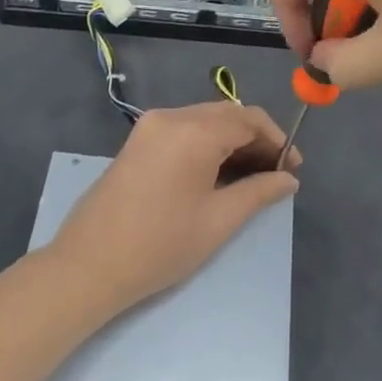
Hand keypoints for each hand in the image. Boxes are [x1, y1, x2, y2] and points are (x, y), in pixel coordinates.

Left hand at [47, 103, 300, 317]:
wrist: (88, 266)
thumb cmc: (160, 245)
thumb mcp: (219, 220)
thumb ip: (259, 192)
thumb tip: (289, 180)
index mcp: (194, 130)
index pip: (249, 119)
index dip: (276, 140)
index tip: (292, 168)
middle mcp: (171, 116)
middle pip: (227, 115)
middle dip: (255, 140)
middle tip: (275, 174)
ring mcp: (149, 127)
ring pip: (205, 120)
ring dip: (231, 141)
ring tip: (250, 177)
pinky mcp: (137, 141)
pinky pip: (183, 130)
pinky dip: (206, 144)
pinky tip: (217, 173)